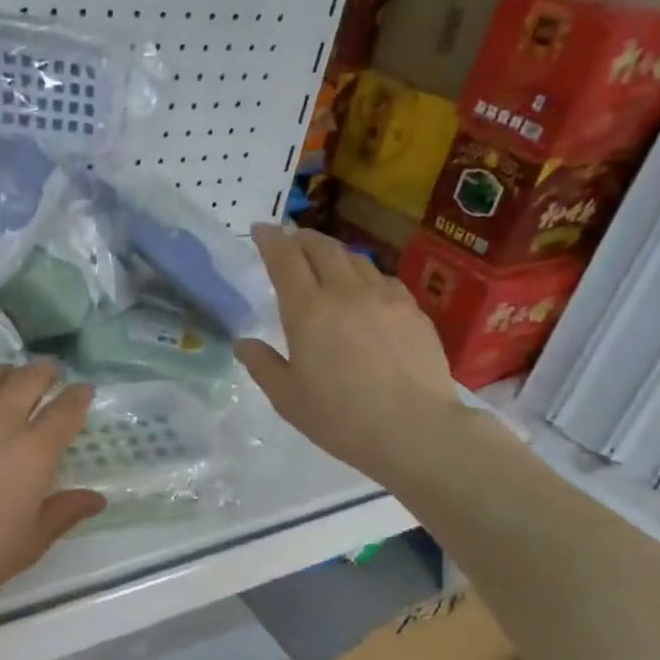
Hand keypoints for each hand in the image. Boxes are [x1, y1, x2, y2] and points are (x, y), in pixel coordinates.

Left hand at [0, 363, 105, 626]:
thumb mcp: (30, 542)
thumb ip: (64, 512)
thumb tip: (95, 499)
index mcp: (33, 451)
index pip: (65, 409)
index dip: (78, 396)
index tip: (82, 392)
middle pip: (27, 378)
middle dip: (44, 372)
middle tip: (48, 375)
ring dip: (6, 373)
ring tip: (8, 380)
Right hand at [236, 225, 458, 480]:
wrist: (415, 430)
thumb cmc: (341, 418)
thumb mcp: (287, 398)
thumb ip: (262, 365)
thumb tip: (243, 343)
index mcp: (308, 311)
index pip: (284, 260)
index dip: (269, 239)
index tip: (259, 229)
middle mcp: (345, 292)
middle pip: (322, 248)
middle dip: (301, 238)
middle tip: (289, 240)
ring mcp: (384, 297)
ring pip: (355, 258)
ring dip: (333, 253)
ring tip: (325, 260)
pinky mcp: (413, 310)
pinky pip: (383, 278)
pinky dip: (364, 274)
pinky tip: (364, 289)